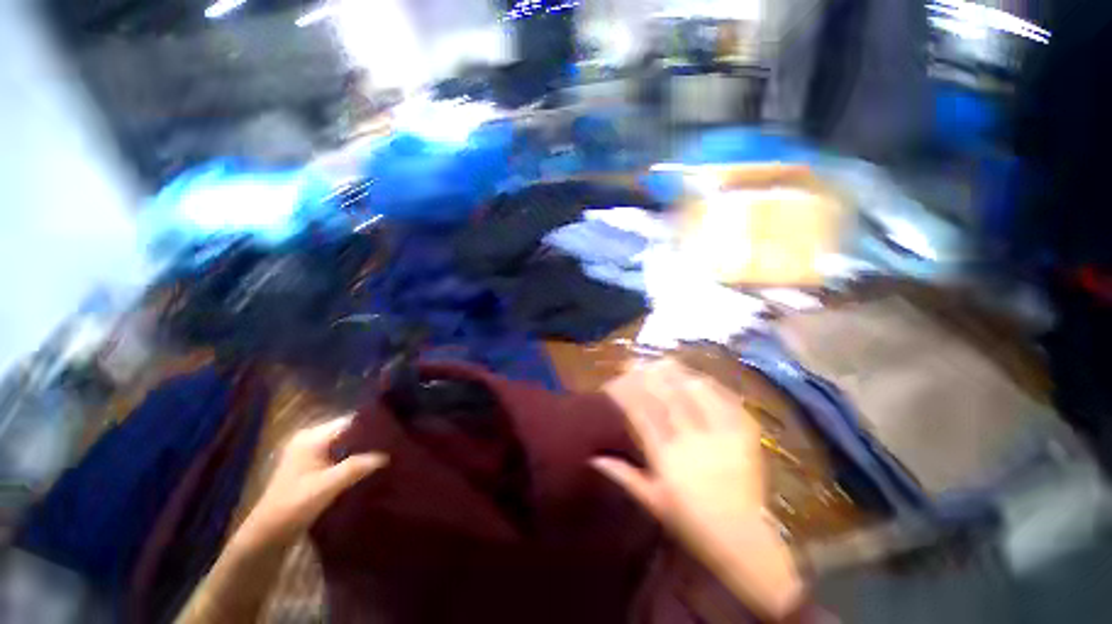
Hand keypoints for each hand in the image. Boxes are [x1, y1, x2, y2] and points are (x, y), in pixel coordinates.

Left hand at [240, 418, 386, 546]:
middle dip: (369, 437)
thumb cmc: (294, 506)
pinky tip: (369, 464)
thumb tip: (387, 454)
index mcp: (312, 437)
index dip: (372, 426)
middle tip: (395, 443)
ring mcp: (310, 451)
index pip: (350, 422)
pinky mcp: (312, 464)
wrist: (268, 534)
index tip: (395, 431)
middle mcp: (311, 437)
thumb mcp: (327, 486)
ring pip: (346, 442)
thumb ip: (357, 467)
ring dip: (363, 448)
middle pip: (349, 430)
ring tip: (388, 452)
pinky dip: (354, 457)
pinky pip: (340, 453)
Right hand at [594, 359, 803, 618]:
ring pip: (697, 395)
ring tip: (667, 362)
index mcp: (667, 458)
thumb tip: (593, 457)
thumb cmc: (690, 522)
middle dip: (651, 376)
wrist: (741, 539)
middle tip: (639, 361)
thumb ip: (622, 475)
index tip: (616, 379)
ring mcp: (721, 436)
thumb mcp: (651, 500)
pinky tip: (701, 378)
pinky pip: (728, 403)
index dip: (627, 393)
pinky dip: (713, 388)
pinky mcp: (744, 436)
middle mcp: (691, 441)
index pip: (641, 414)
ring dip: (680, 375)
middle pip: (668, 398)